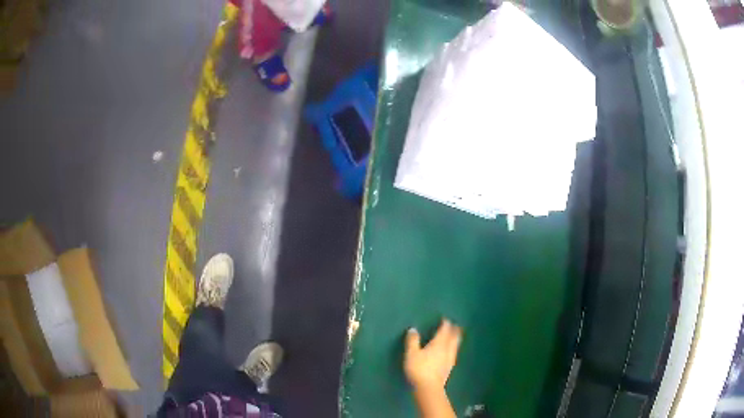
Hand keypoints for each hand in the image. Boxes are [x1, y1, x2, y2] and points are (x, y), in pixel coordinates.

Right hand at [404, 319, 462, 390]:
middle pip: (454, 337)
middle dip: (454, 330)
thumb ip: (412, 341)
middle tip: (455, 325)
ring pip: (455, 345)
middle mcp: (447, 349)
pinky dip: (454, 348)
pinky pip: (454, 353)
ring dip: (456, 339)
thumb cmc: (419, 369)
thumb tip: (413, 329)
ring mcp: (450, 359)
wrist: (429, 387)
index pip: (444, 330)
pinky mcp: (449, 367)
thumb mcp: (411, 354)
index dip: (445, 324)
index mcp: (439, 343)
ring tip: (456, 336)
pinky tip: (451, 352)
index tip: (445, 319)